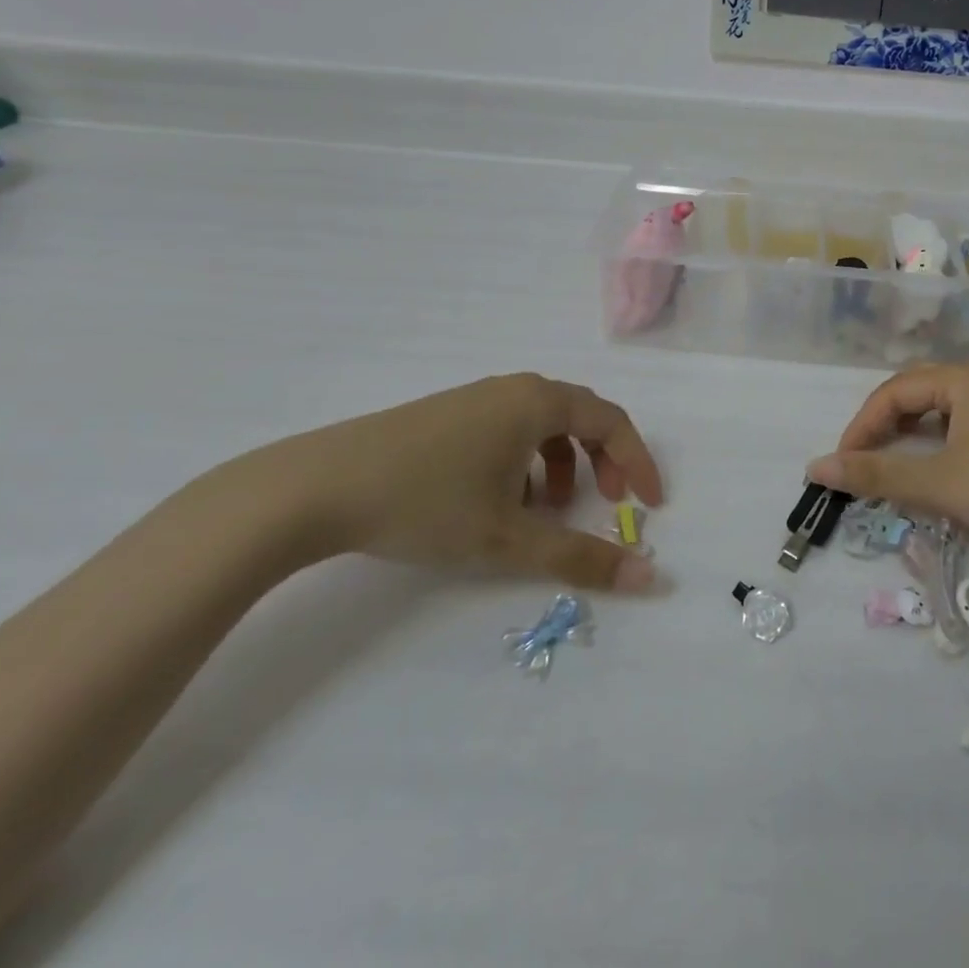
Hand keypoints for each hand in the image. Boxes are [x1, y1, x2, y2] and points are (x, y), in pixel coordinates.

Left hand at [204, 373, 663, 591]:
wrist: (317, 487)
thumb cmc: (427, 502)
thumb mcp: (509, 537)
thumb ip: (581, 557)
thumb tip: (648, 578)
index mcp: (538, 402)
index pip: (612, 421)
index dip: (638, 461)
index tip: (650, 505)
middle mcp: (514, 389)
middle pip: (581, 416)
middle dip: (603, 461)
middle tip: (607, 504)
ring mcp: (477, 398)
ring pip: (542, 425)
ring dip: (563, 465)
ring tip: (548, 513)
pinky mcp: (448, 415)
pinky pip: (509, 430)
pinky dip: (526, 462)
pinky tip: (500, 502)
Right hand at [807, 364, 968, 571]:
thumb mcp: (940, 484)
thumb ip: (876, 475)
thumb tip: (815, 468)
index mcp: (961, 379)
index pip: (892, 392)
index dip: (860, 427)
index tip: (842, 465)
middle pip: (913, 395)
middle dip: (881, 428)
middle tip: (861, 464)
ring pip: (937, 413)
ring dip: (906, 438)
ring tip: (887, 468)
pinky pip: (959, 428)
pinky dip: (933, 447)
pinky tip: (931, 471)